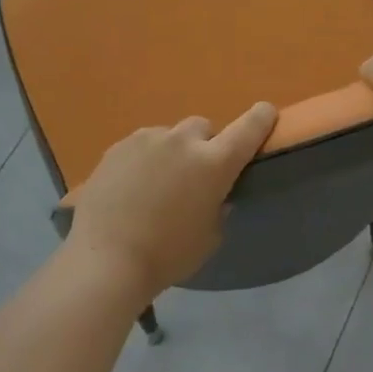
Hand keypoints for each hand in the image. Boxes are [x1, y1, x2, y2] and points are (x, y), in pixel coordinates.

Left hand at [66, 101, 277, 302]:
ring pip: (169, 136)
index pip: (248, 128)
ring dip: (172, 152)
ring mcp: (146, 140)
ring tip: (158, 183)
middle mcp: (183, 141)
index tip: (266, 112)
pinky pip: (141, 146)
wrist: (106, 259)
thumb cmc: (168, 255)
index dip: (261, 117)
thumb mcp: (209, 237)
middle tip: (195, 174)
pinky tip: (132, 187)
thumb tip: (213, 196)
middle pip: (203, 128)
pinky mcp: (117, 147)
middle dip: (205, 145)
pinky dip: (145, 160)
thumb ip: (218, 208)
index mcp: (214, 163)